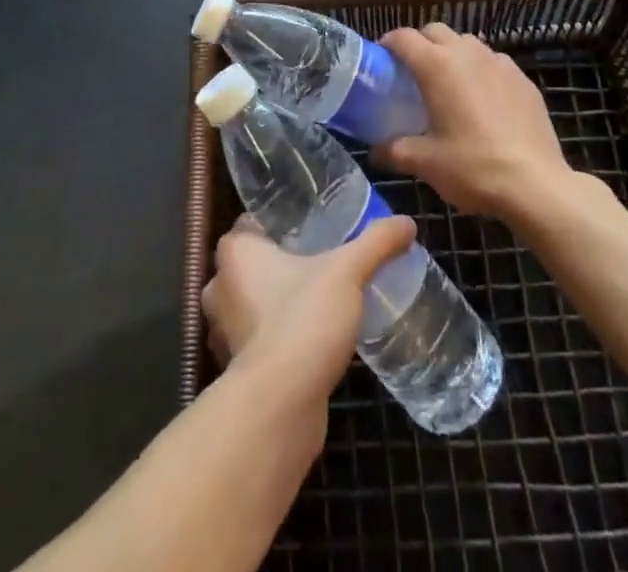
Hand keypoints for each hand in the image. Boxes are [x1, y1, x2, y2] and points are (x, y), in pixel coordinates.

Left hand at [201, 215, 416, 399]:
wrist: (281, 406)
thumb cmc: (302, 320)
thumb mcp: (347, 271)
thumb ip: (375, 243)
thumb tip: (407, 222)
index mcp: (234, 252)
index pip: (252, 222)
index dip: (279, 221)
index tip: (310, 224)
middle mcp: (220, 286)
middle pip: (253, 262)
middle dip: (281, 262)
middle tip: (321, 259)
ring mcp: (225, 330)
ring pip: (254, 302)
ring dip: (278, 301)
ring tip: (320, 298)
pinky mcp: (240, 367)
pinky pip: (260, 338)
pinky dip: (280, 335)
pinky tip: (311, 337)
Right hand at [378, 23, 581, 221]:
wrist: (536, 185)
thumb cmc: (473, 167)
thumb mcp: (425, 162)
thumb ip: (394, 151)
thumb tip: (375, 151)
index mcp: (437, 65)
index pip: (403, 38)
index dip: (388, 44)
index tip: (381, 60)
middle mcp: (467, 53)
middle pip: (435, 31)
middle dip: (420, 44)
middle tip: (412, 73)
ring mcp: (499, 62)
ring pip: (467, 43)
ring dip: (452, 54)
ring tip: (449, 84)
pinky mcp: (523, 78)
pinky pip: (494, 62)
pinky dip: (481, 70)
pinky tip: (483, 100)